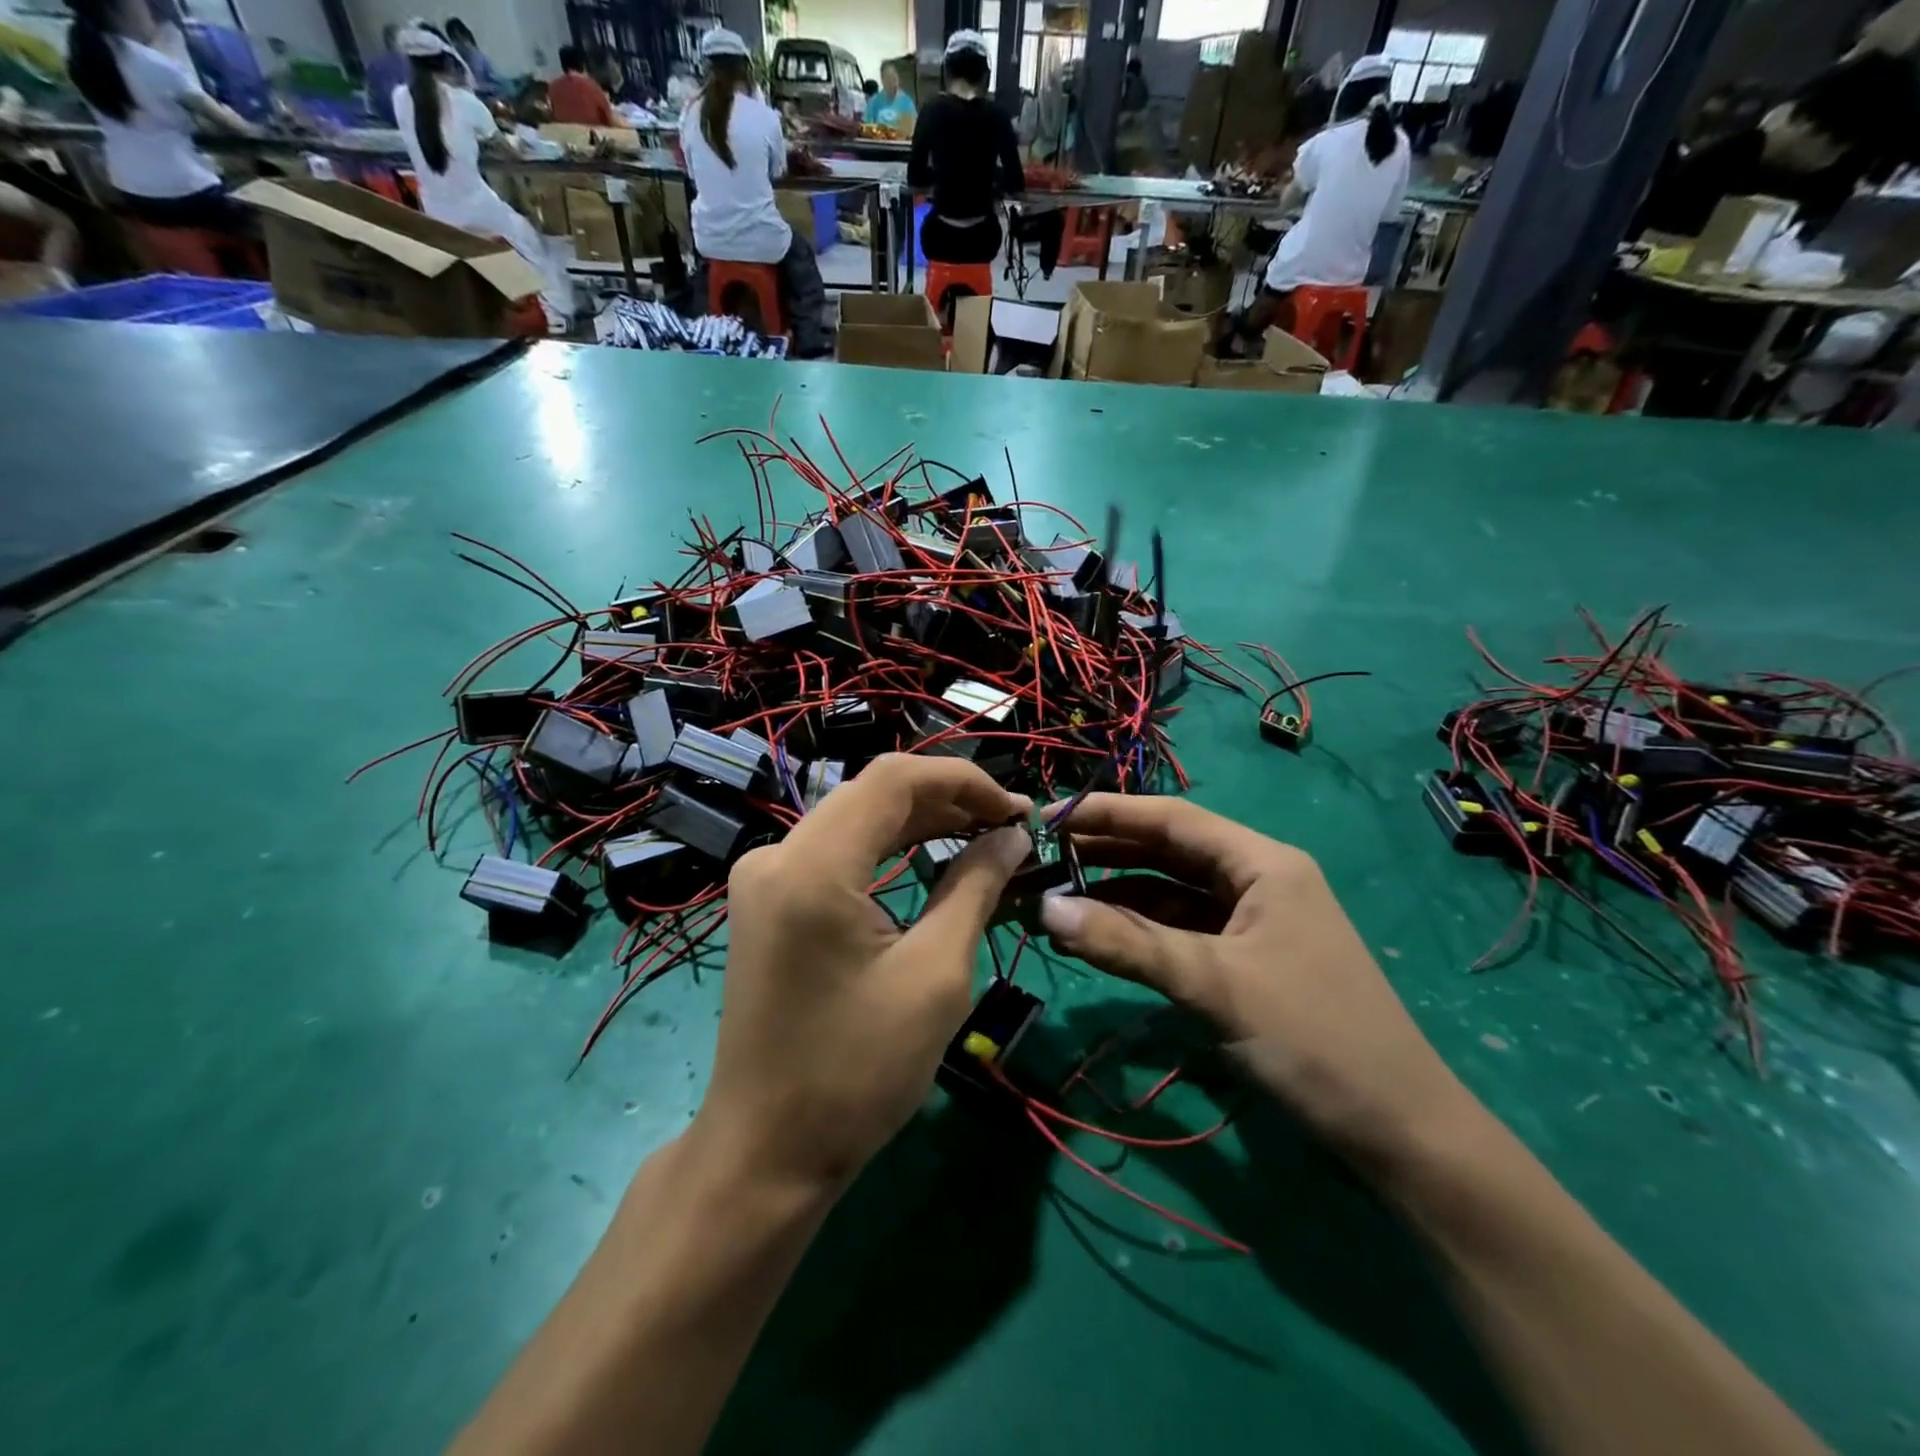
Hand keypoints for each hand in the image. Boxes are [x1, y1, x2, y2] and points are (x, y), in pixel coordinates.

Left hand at [696, 755, 1032, 1192]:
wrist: (767, 1148)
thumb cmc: (857, 1071)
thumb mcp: (935, 975)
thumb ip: (975, 887)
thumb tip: (1012, 835)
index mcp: (813, 866)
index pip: (894, 779)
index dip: (962, 780)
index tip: (1018, 807)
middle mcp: (777, 854)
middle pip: (872, 793)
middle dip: (946, 799)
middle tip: (1009, 824)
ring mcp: (765, 876)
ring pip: (855, 818)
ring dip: (919, 820)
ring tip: (983, 834)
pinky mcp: (767, 900)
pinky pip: (835, 850)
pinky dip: (887, 847)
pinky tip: (931, 856)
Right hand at [1038, 795, 1474, 1171]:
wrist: (1400, 1133)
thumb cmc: (1314, 1039)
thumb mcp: (1213, 985)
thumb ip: (1127, 944)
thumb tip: (1045, 909)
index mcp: (1262, 863)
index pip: (1172, 819)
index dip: (1107, 813)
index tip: (1047, 817)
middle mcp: (1256, 879)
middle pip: (1168, 851)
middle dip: (1105, 852)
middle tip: (1040, 858)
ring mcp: (1252, 921)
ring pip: (1170, 892)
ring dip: (1116, 894)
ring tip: (1056, 898)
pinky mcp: (1245, 959)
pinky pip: (1180, 930)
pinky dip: (1139, 931)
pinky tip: (1098, 935)